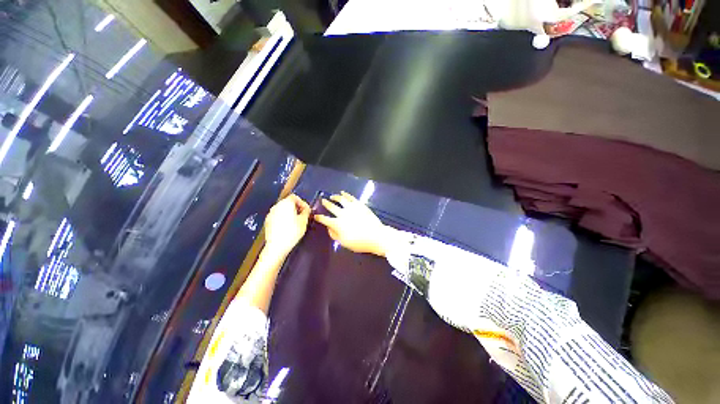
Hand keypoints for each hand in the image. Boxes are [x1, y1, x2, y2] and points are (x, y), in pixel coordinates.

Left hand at [264, 194, 310, 255]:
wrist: (277, 246)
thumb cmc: (293, 231)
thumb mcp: (304, 221)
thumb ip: (306, 212)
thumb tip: (306, 209)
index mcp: (286, 203)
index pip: (295, 197)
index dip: (302, 202)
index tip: (307, 210)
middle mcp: (277, 206)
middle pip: (288, 202)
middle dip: (296, 208)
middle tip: (303, 216)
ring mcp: (270, 213)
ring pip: (282, 210)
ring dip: (289, 213)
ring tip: (296, 222)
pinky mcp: (267, 221)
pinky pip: (277, 216)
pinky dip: (283, 218)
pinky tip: (287, 227)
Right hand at [314, 191, 394, 255]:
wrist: (376, 236)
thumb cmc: (360, 242)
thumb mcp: (344, 243)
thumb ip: (334, 235)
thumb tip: (329, 228)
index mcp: (337, 224)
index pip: (325, 219)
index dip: (319, 217)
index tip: (315, 216)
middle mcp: (343, 213)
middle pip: (332, 207)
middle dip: (326, 203)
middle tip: (322, 201)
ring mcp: (352, 208)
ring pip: (341, 199)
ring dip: (335, 197)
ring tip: (332, 196)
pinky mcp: (360, 205)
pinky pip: (351, 197)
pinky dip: (346, 194)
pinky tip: (343, 193)